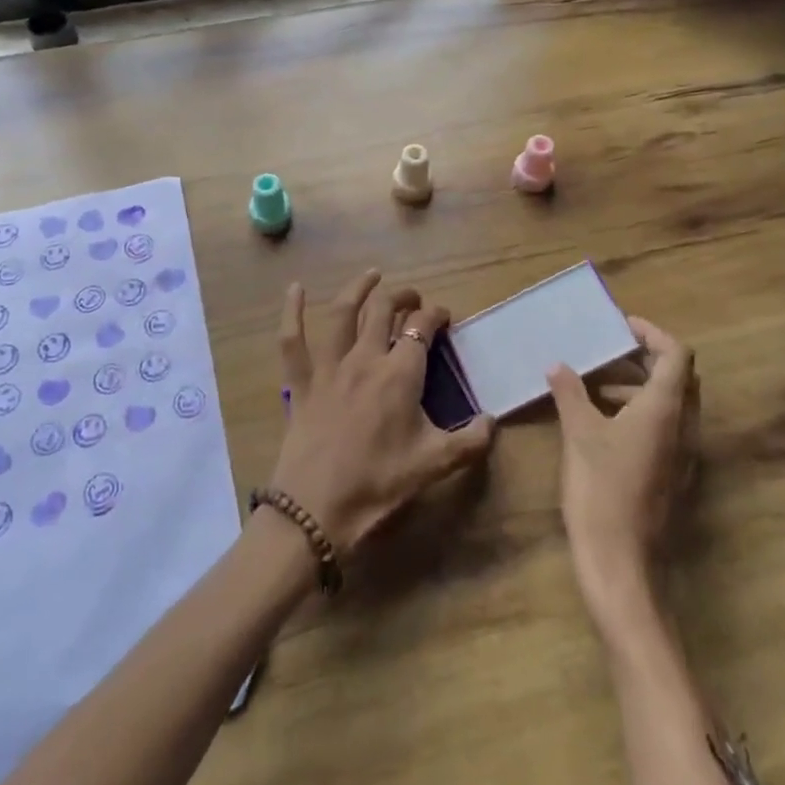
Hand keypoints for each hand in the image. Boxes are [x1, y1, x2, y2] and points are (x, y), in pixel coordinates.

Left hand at [269, 269, 495, 557]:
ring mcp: (329, 367)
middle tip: (413, 298)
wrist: (317, 509)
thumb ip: (470, 442)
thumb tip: (493, 422)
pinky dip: (291, 311)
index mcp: (400, 374)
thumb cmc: (379, 484)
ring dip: (359, 288)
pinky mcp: (302, 381)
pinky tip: (294, 288)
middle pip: (384, 310)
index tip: (444, 317)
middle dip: (402, 297)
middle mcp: (366, 358)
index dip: (435, 315)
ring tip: (372, 275)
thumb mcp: (434, 465)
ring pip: (343, 313)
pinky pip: (292, 340)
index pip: (422, 328)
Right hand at [547, 317, 699, 621]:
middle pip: (677, 377)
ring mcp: (683, 455)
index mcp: (665, 410)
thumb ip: (570, 393)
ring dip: (637, 387)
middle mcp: (684, 427)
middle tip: (606, 351)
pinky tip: (602, 425)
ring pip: (670, 404)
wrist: (621, 564)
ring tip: (593, 387)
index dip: (651, 333)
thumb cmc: (601, 491)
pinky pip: (664, 429)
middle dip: (644, 358)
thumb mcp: (579, 435)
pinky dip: (638, 413)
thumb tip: (557, 365)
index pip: (676, 354)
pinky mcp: (673, 476)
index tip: (620, 326)